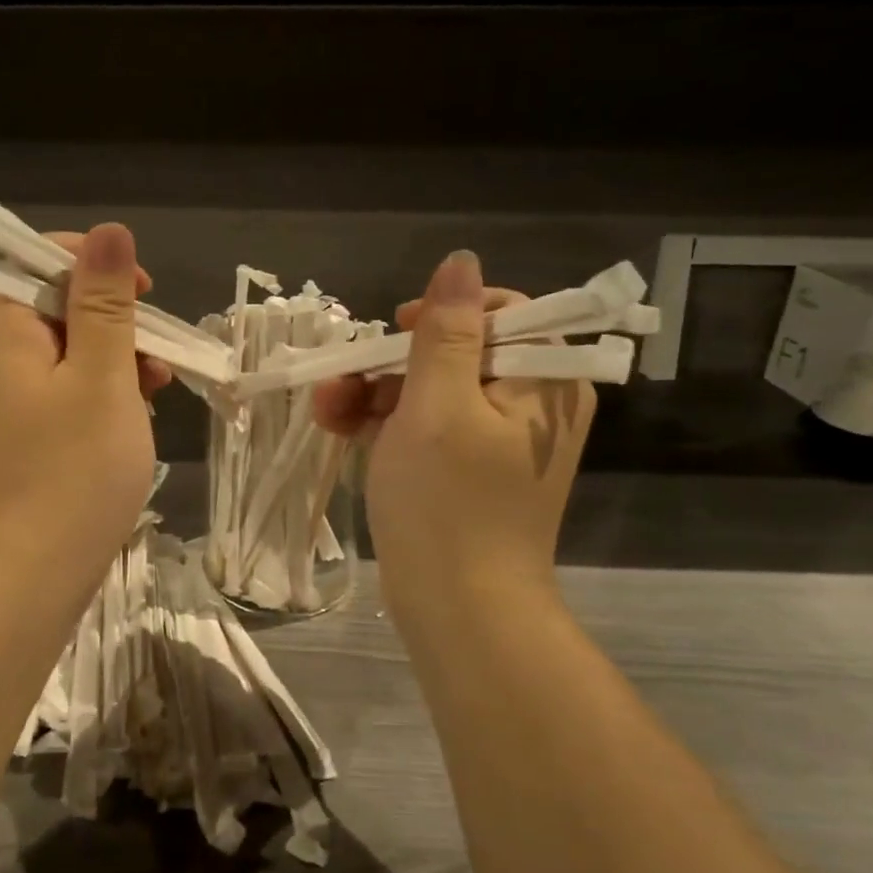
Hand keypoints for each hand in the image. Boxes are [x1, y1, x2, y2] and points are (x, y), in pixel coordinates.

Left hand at [0, 223, 170, 581]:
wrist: (31, 571)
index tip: (145, 300)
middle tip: (155, 363)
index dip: (102, 271)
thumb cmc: (73, 468)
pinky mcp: (16, 426)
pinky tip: (132, 420)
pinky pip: (61, 386)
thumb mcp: (103, 374)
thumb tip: (110, 231)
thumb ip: (105, 300)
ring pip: (67, 348)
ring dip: (115, 361)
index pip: (46, 258)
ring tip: (153, 396)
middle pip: (59, 304)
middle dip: (116, 325)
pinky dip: (99, 392)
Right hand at [312, 250, 594, 617]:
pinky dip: (389, 426)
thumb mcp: (437, 406)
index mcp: (543, 382)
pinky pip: (430, 429)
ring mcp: (499, 442)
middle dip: (393, 363)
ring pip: (434, 391)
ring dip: (378, 394)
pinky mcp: (470, 472)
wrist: (459, 611)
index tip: (397, 333)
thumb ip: (447, 331)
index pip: (502, 314)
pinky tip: (345, 432)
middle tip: (342, 383)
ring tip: (328, 413)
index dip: (443, 316)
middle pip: (459, 353)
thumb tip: (461, 262)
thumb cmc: (447, 505)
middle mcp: (531, 405)